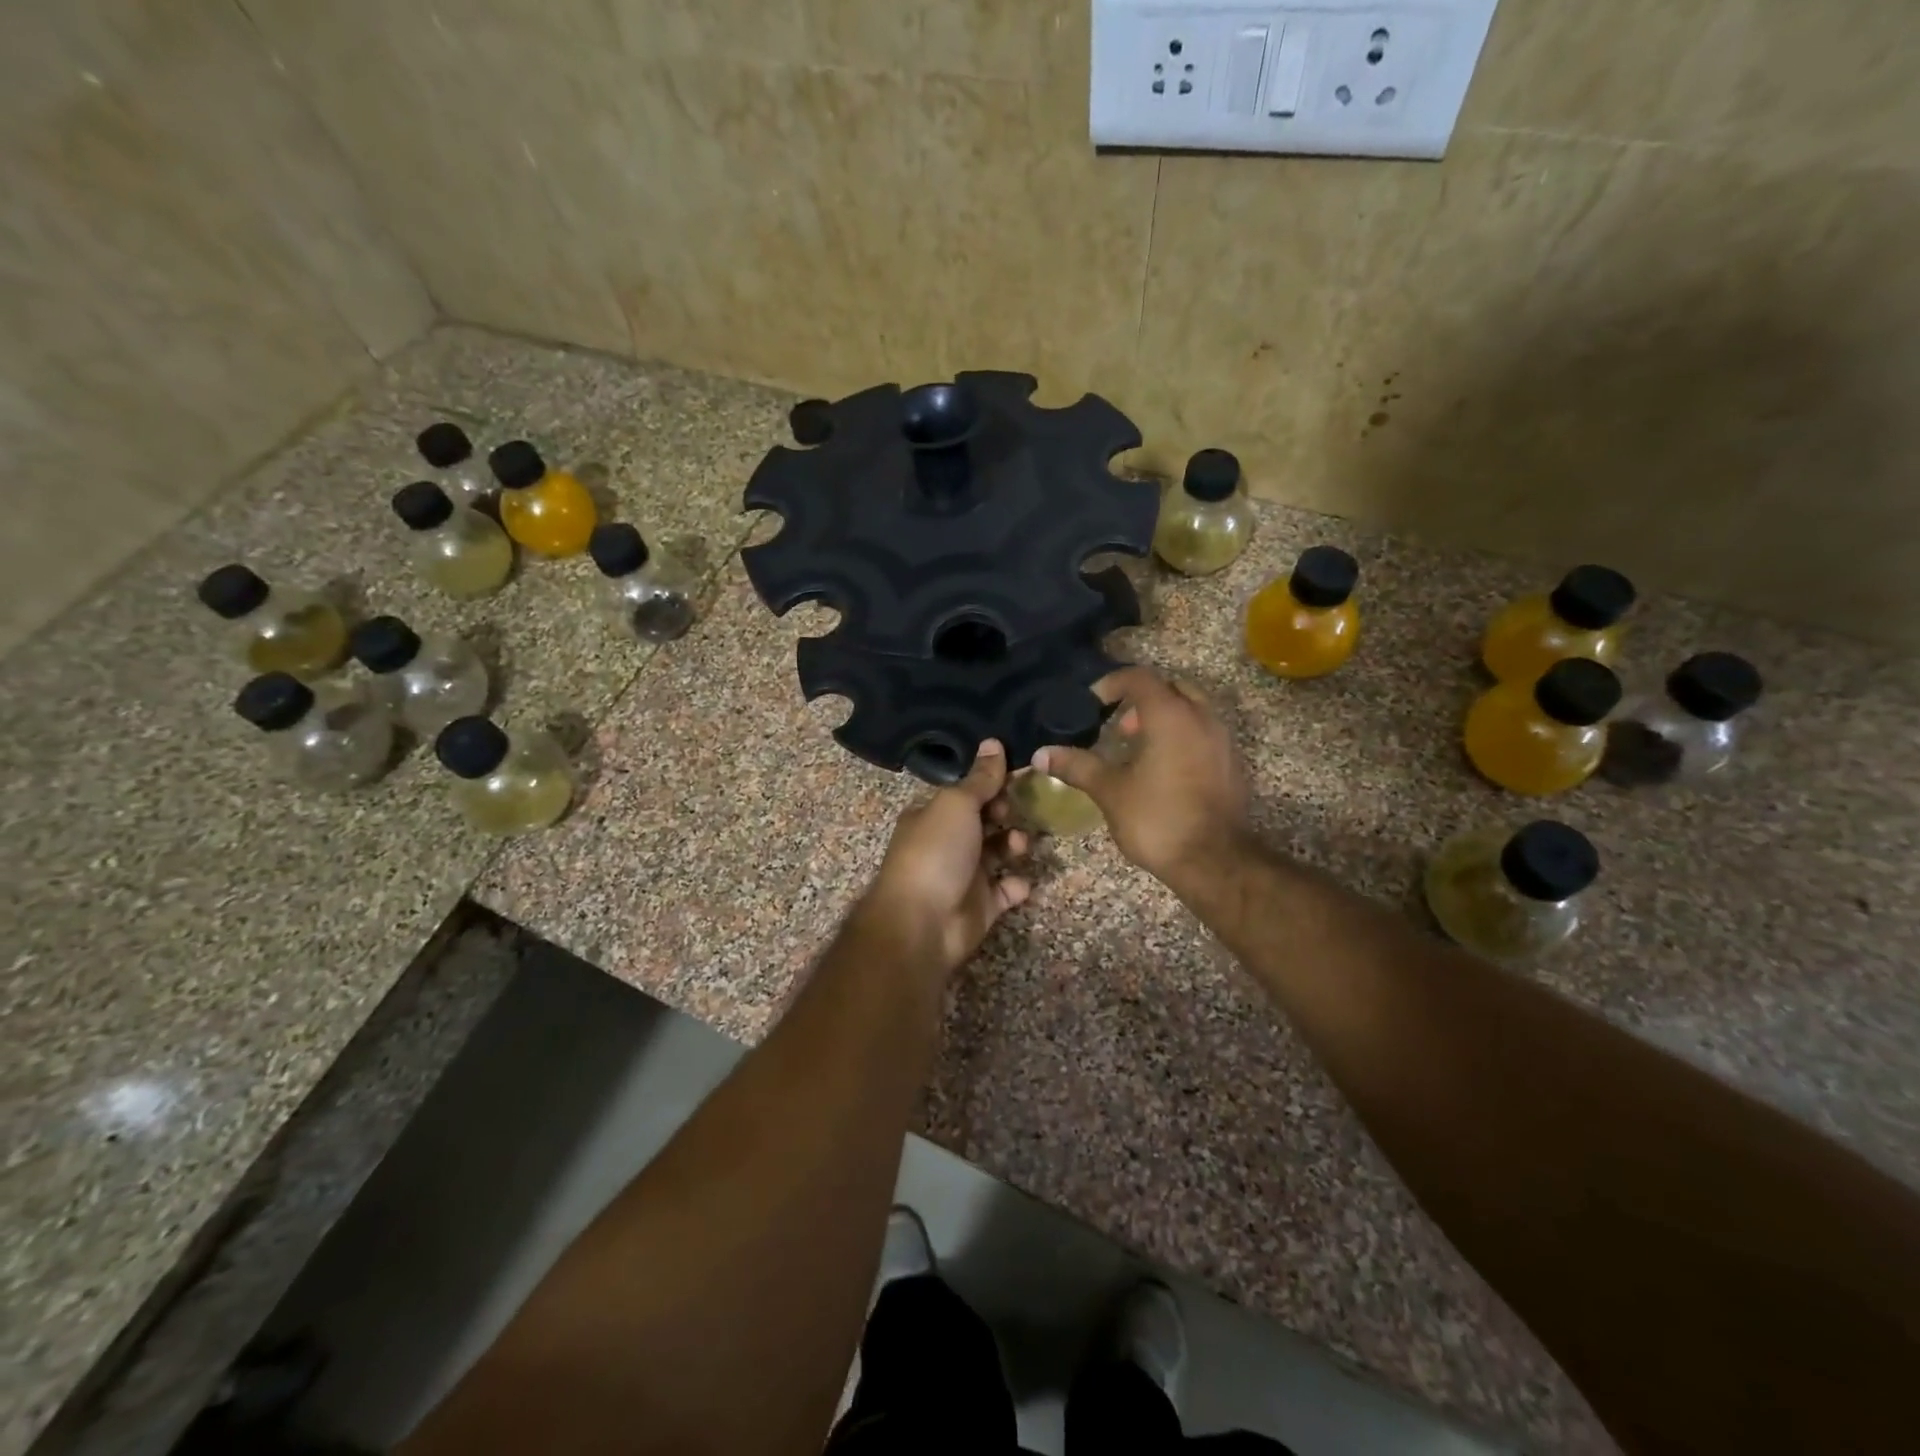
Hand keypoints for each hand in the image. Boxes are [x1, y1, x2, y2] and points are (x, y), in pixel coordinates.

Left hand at [858, 741, 1030, 977]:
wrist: (922, 923)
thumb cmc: (935, 852)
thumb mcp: (957, 804)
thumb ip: (980, 778)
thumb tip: (993, 742)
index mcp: (933, 815)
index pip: (968, 792)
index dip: (993, 783)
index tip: (1021, 775)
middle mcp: (947, 842)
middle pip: (985, 820)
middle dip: (1007, 813)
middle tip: (1022, 810)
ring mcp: (964, 875)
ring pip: (998, 853)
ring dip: (1014, 844)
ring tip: (1020, 844)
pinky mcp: (981, 906)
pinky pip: (1006, 890)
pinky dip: (1016, 884)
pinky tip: (1020, 880)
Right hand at [1034, 667, 1250, 891]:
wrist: (1214, 862)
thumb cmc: (1158, 819)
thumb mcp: (1110, 791)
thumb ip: (1077, 766)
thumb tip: (1041, 754)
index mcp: (1170, 716)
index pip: (1140, 678)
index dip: (1112, 684)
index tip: (1092, 703)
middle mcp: (1201, 718)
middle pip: (1171, 688)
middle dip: (1142, 699)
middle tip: (1119, 726)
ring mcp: (1222, 741)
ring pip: (1192, 710)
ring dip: (1164, 719)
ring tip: (1138, 749)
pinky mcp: (1231, 765)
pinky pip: (1204, 734)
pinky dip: (1182, 737)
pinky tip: (1163, 770)